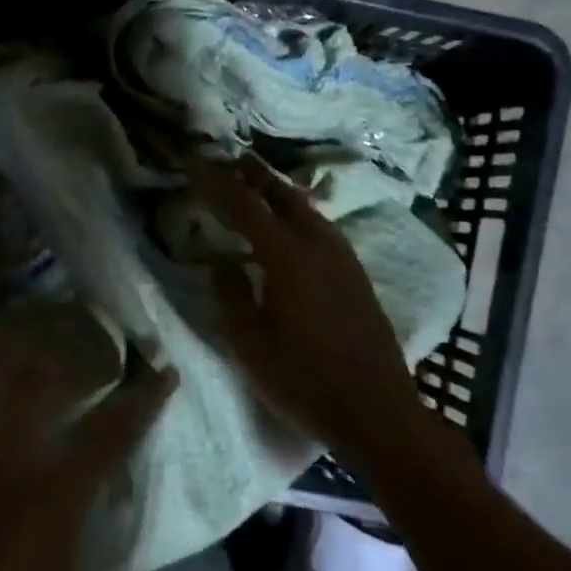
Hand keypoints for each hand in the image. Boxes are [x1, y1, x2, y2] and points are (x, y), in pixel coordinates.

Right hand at [187, 155, 426, 458]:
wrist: (377, 410)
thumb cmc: (304, 380)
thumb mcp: (250, 343)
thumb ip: (231, 295)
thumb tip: (222, 263)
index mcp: (287, 257)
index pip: (243, 205)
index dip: (215, 181)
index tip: (193, 160)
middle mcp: (319, 245)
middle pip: (281, 194)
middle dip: (252, 174)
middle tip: (227, 159)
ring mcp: (343, 258)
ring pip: (306, 208)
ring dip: (276, 191)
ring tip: (254, 184)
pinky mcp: (356, 274)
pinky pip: (320, 226)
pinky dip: (296, 212)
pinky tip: (289, 224)